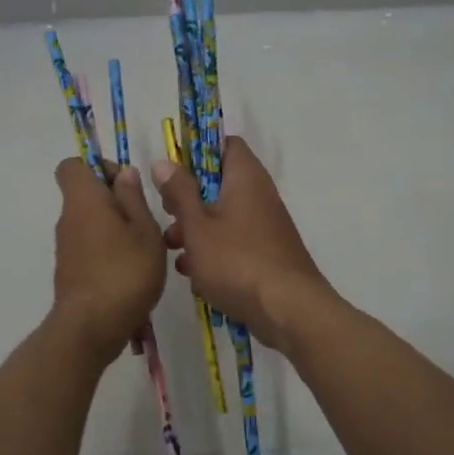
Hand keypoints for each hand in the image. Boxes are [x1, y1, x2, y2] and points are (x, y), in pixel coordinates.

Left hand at [50, 158, 165, 357]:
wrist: (92, 327)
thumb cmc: (125, 271)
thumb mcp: (145, 230)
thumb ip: (133, 198)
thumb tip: (123, 173)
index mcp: (83, 199)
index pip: (72, 165)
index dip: (99, 167)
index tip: (126, 185)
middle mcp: (68, 218)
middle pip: (85, 194)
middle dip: (115, 201)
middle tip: (145, 221)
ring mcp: (66, 247)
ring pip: (90, 223)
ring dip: (115, 228)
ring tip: (143, 250)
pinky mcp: (69, 271)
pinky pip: (89, 247)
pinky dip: (107, 251)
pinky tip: (131, 272)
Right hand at [153, 137, 334, 347]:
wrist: (288, 310)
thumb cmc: (237, 261)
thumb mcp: (197, 226)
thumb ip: (179, 193)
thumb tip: (164, 162)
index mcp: (245, 178)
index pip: (224, 144)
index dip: (196, 152)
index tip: (172, 171)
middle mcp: (259, 196)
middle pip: (218, 184)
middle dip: (188, 201)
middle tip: (167, 216)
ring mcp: (265, 227)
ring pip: (223, 217)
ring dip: (196, 232)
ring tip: (174, 252)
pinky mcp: (266, 254)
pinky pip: (234, 244)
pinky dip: (214, 254)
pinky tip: (196, 277)